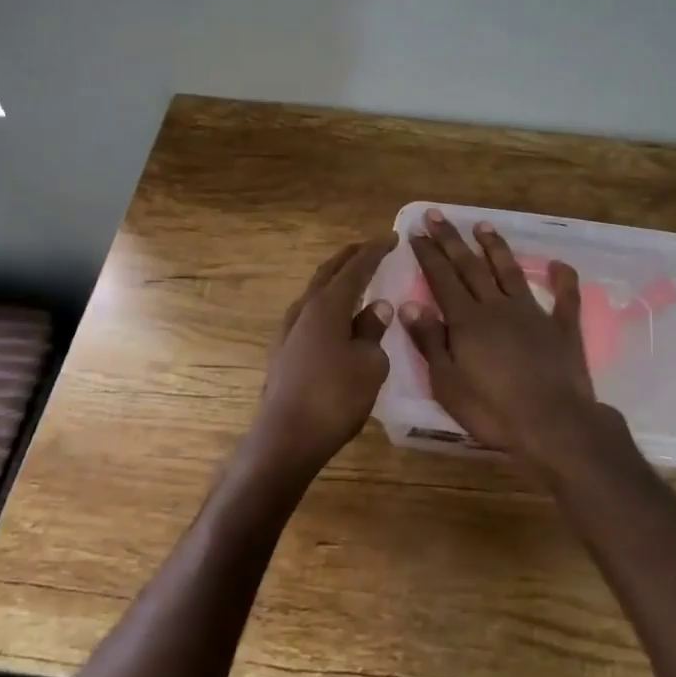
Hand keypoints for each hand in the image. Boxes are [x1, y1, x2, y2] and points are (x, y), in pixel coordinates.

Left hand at [250, 236, 396, 478]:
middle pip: (328, 273)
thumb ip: (373, 330)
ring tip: (354, 279)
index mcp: (327, 305)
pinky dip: (327, 305)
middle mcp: (304, 310)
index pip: (355, 267)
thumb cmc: (335, 397)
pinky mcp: (283, 352)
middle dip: (350, 257)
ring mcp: (288, 331)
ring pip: (315, 293)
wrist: (286, 439)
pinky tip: (335, 319)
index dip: (375, 251)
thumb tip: (376, 307)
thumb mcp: (369, 363)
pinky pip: (309, 314)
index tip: (392, 238)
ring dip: (335, 281)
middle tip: (370, 249)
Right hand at [400, 209, 625, 475]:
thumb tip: (408, 304)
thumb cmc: (493, 410)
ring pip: (510, 271)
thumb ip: (429, 341)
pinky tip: (558, 263)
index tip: (416, 232)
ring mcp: (533, 313)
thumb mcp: (447, 383)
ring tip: (483, 225)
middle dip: (452, 240)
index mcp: (467, 320)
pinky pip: (564, 297)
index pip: (442, 278)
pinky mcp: (562, 327)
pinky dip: (562, 278)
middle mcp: (497, 307)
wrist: (554, 424)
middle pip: (471, 267)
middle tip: (438, 215)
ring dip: (496, 247)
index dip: (428, 254)